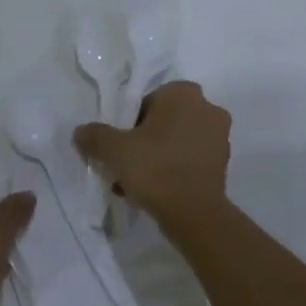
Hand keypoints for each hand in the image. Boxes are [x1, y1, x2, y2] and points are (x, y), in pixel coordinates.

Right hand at [74, 81, 230, 226]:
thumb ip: (94, 136)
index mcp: (183, 93)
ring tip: (137, 184)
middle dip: (143, 141)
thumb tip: (81, 132)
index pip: (146, 102)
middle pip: (162, 122)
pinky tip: (156, 192)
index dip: (128, 124)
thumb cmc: (155, 169)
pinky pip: (190, 159)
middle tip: (126, 165)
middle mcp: (207, 107)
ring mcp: (220, 136)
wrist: (194, 213)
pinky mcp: (223, 162)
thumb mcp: (113, 150)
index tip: (120, 147)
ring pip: (176, 141)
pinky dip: (174, 169)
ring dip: (157, 157)